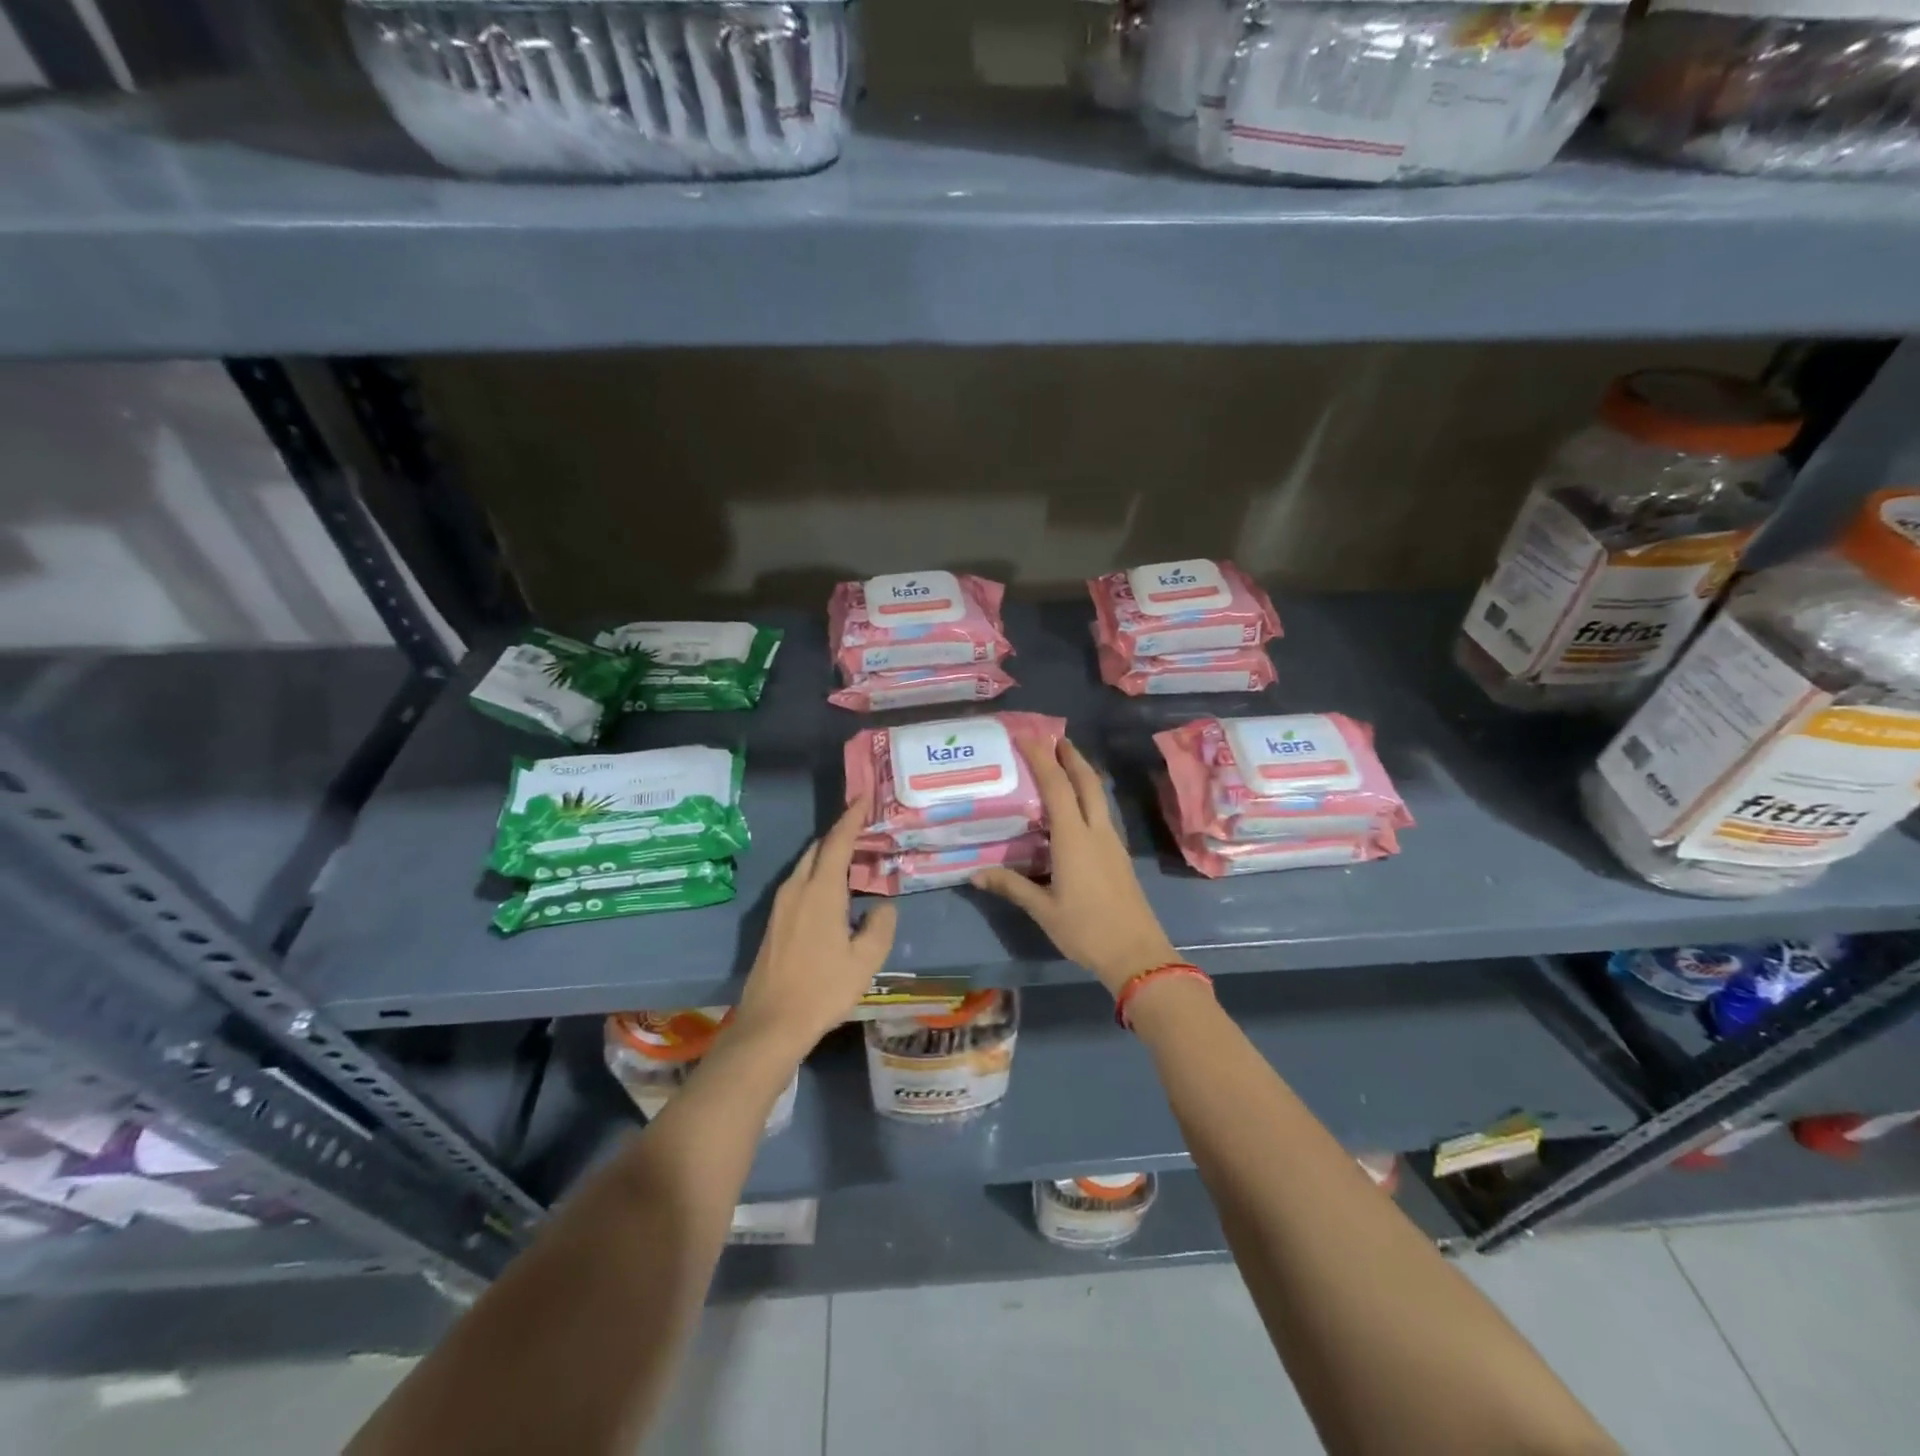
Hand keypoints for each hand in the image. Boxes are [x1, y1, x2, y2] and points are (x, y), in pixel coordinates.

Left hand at [735, 797, 897, 1049]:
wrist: (771, 1022)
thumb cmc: (822, 989)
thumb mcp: (865, 960)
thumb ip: (880, 926)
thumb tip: (883, 906)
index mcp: (820, 892)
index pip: (837, 842)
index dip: (851, 817)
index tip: (864, 797)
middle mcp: (797, 889)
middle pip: (819, 849)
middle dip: (841, 834)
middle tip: (866, 829)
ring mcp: (781, 905)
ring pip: (806, 865)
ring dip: (829, 855)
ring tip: (854, 858)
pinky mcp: (775, 921)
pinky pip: (799, 882)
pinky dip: (819, 873)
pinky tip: (834, 891)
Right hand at [972, 735, 1180, 995]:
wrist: (1137, 954)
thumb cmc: (1086, 930)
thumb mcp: (1043, 910)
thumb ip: (1011, 886)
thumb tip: (975, 874)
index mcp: (1074, 838)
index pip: (1057, 786)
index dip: (1042, 758)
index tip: (1027, 736)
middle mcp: (1096, 831)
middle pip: (1087, 781)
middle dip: (1071, 756)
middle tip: (1053, 738)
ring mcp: (1112, 842)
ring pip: (1098, 796)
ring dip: (1082, 774)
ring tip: (1063, 764)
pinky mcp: (1119, 855)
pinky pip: (1100, 813)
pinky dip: (1087, 797)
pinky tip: (1075, 809)